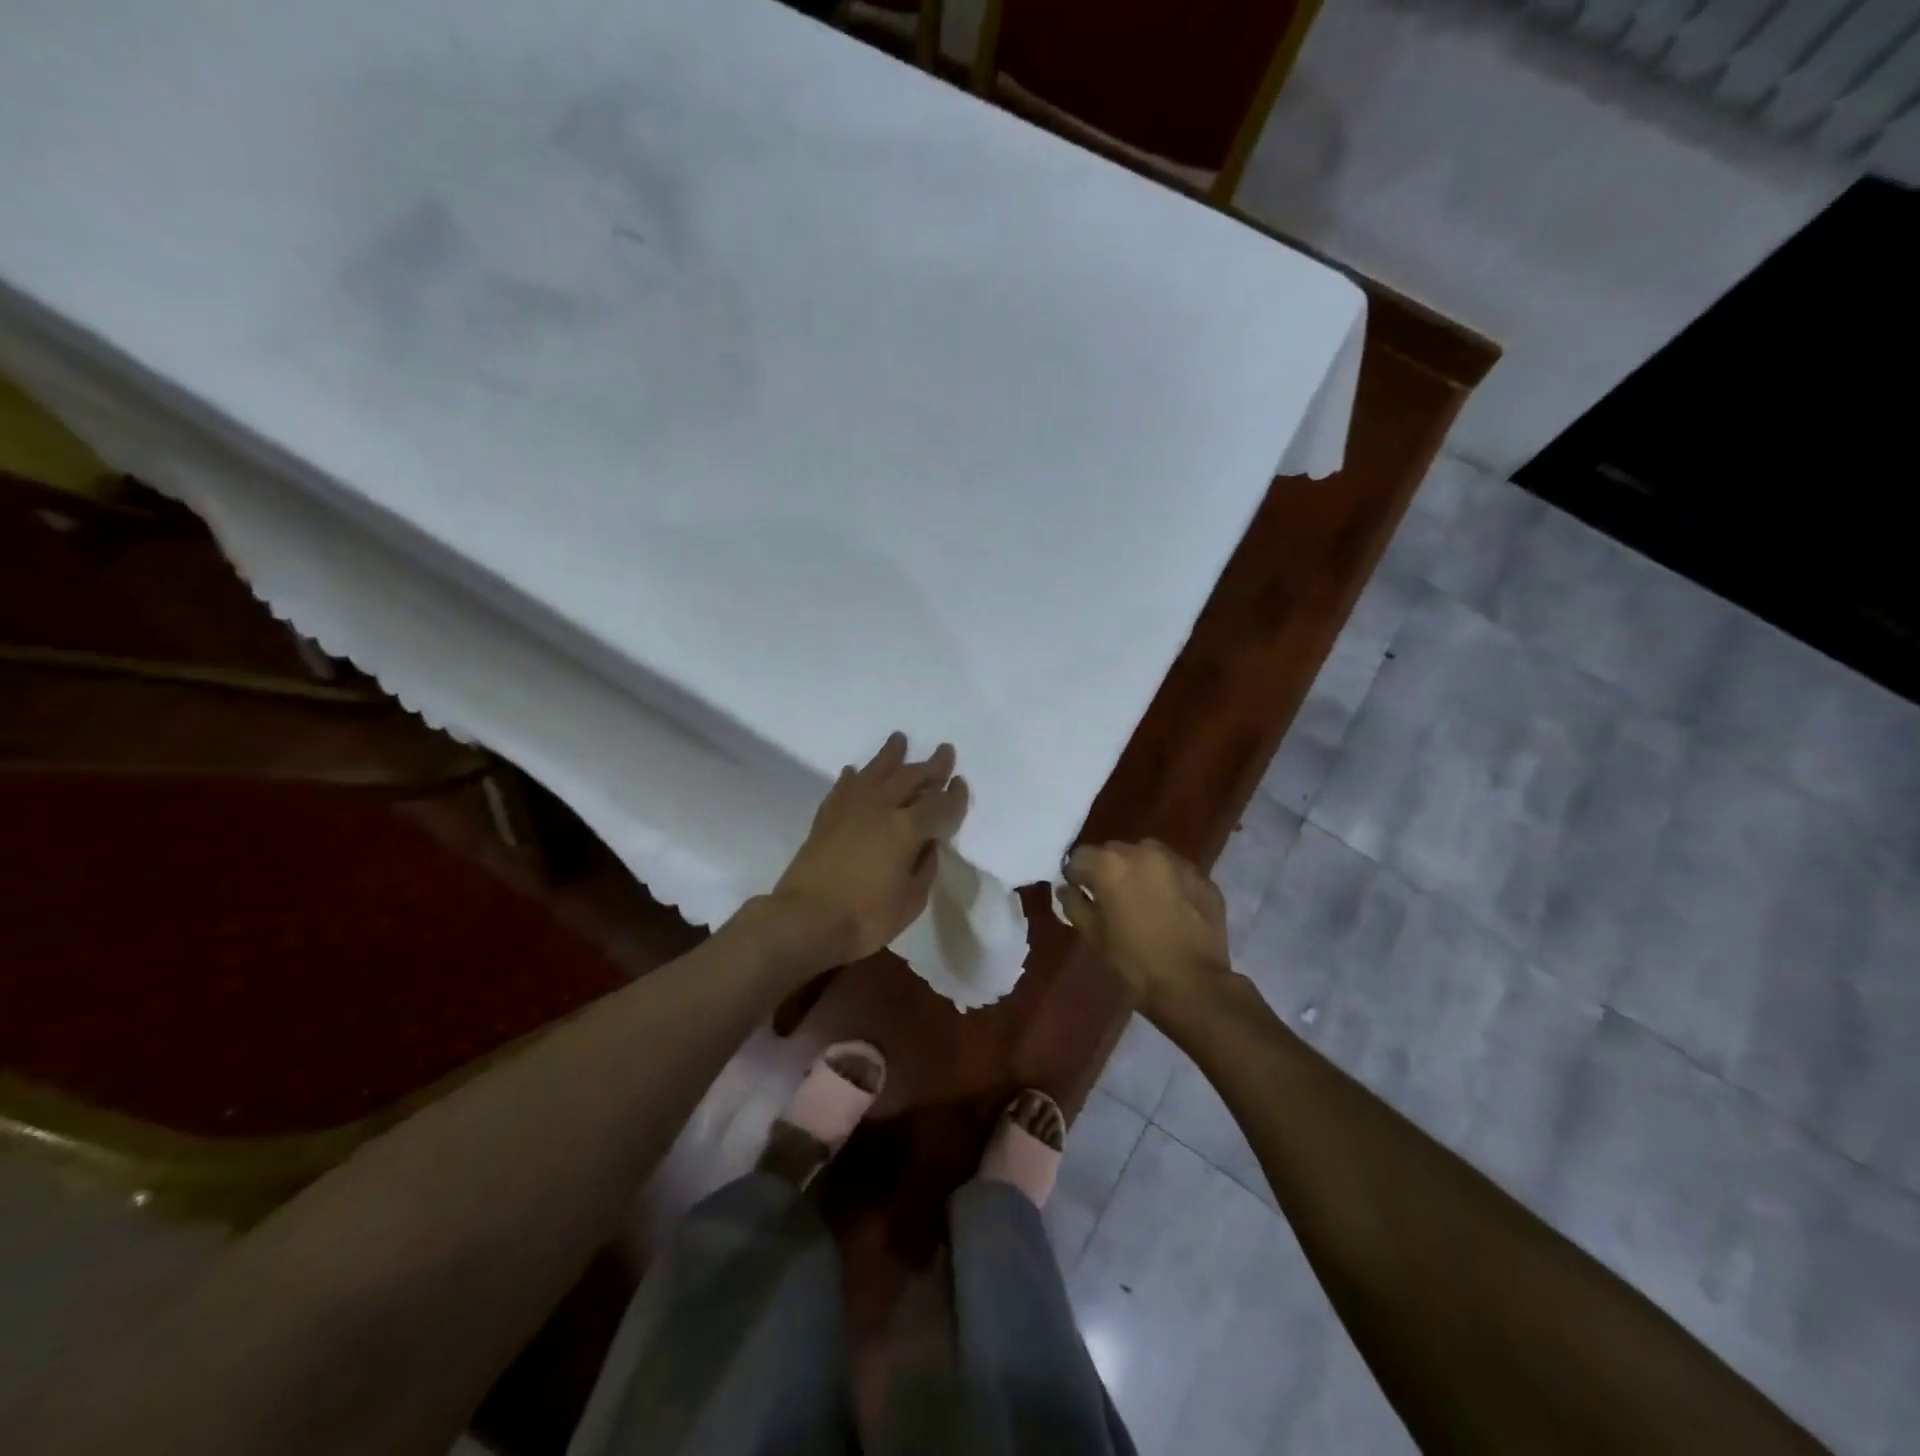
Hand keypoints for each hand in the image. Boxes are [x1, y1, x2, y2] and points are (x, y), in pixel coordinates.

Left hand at [766, 732, 968, 967]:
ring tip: (899, 739)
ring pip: (875, 771)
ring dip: (890, 755)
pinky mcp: (826, 817)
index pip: (939, 804)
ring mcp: (850, 808)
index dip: (954, 794)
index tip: (961, 783)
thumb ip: (924, 867)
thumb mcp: (911, 900)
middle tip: (944, 751)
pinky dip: (853, 777)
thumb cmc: (865, 917)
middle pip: (910, 777)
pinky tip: (855, 771)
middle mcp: (880, 808)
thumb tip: (927, 844)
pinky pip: (844, 787)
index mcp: (907, 828)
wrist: (804, 919)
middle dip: (931, 765)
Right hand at [1059, 839, 1233, 1018]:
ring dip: (1140, 872)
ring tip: (1144, 901)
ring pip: (1147, 857)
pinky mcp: (1202, 877)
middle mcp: (1143, 852)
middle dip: (1109, 870)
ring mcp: (1177, 862)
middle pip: (1114, 852)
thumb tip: (1067, 889)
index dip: (1077, 875)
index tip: (1081, 894)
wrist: (1193, 985)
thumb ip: (1074, 905)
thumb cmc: (1134, 962)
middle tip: (1112, 899)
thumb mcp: (1093, 937)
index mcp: (1110, 864)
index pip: (1080, 856)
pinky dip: (1168, 883)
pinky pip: (1175, 872)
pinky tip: (1172, 909)